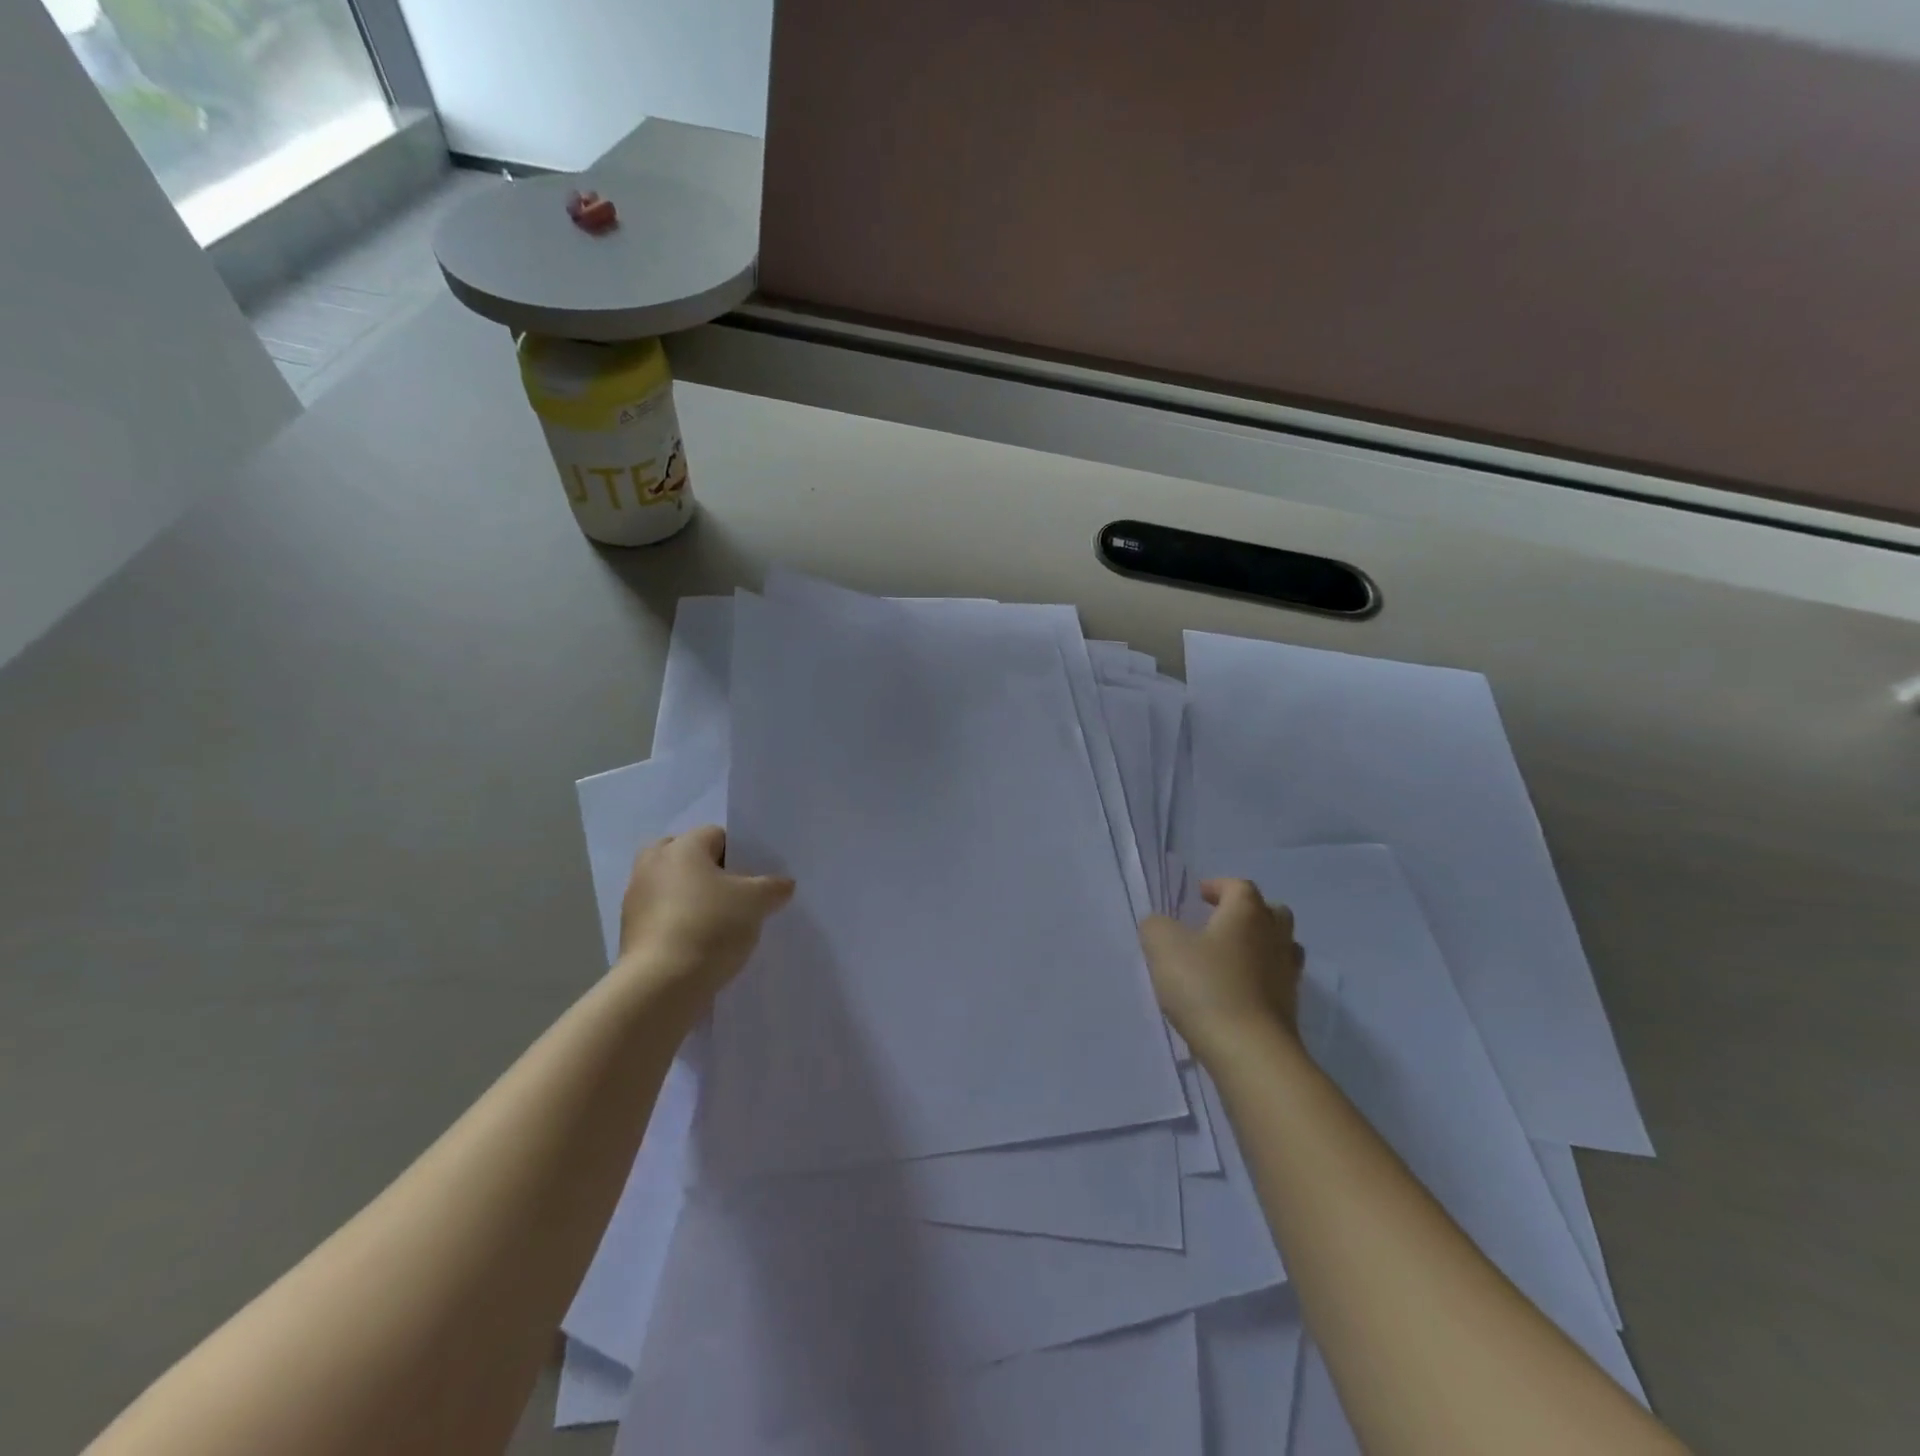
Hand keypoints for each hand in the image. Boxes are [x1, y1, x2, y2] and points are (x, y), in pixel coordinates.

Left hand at [617, 826, 794, 1001]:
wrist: (661, 985)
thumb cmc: (711, 926)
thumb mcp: (756, 903)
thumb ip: (773, 887)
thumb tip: (784, 884)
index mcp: (682, 847)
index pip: (717, 835)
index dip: (740, 853)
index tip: (755, 878)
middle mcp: (653, 864)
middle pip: (687, 856)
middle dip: (709, 871)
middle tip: (734, 893)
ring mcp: (636, 898)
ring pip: (672, 886)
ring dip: (692, 897)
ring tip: (721, 921)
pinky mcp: (629, 931)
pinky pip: (661, 914)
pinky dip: (678, 921)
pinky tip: (701, 942)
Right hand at [1139, 879, 1303, 1062]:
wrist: (1250, 1052)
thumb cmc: (1206, 986)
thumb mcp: (1163, 947)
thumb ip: (1156, 926)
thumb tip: (1160, 925)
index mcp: (1247, 914)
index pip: (1239, 887)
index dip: (1219, 886)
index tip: (1200, 895)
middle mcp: (1274, 937)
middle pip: (1272, 912)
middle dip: (1249, 912)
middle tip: (1221, 922)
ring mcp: (1287, 974)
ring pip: (1281, 947)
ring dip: (1259, 945)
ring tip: (1230, 957)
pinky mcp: (1290, 1009)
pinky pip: (1277, 981)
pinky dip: (1260, 979)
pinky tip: (1236, 991)